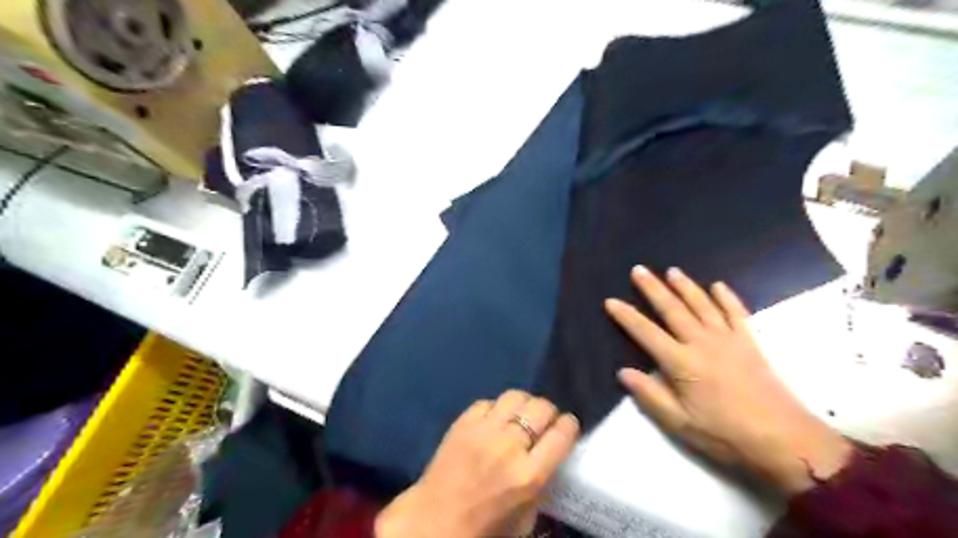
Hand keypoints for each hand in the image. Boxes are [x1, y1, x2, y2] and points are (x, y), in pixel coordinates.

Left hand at [376, 391, 578, 537]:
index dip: (569, 425)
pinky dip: (496, 408)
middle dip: (549, 412)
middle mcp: (509, 446)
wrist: (433, 522)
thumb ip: (543, 482)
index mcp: (529, 475)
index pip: (562, 434)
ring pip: (516, 396)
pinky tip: (495, 420)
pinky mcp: (463, 422)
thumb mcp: (526, 517)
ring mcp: (484, 430)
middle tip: (545, 421)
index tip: (567, 426)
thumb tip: (551, 452)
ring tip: (521, 415)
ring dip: (524, 404)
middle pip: (541, 408)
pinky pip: (488, 402)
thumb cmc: (484, 527)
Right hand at [610, 268, 848, 493]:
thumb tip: (623, 371)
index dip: (626, 316)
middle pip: (672, 309)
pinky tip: (718, 286)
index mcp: (681, 363)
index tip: (611, 301)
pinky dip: (726, 297)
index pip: (646, 332)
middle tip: (639, 270)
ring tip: (671, 271)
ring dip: (685, 286)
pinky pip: (736, 312)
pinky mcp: (749, 342)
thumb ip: (649, 395)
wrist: (784, 440)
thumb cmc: (724, 434)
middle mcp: (702, 342)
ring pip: (702, 304)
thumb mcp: (679, 423)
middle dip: (653, 288)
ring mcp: (728, 339)